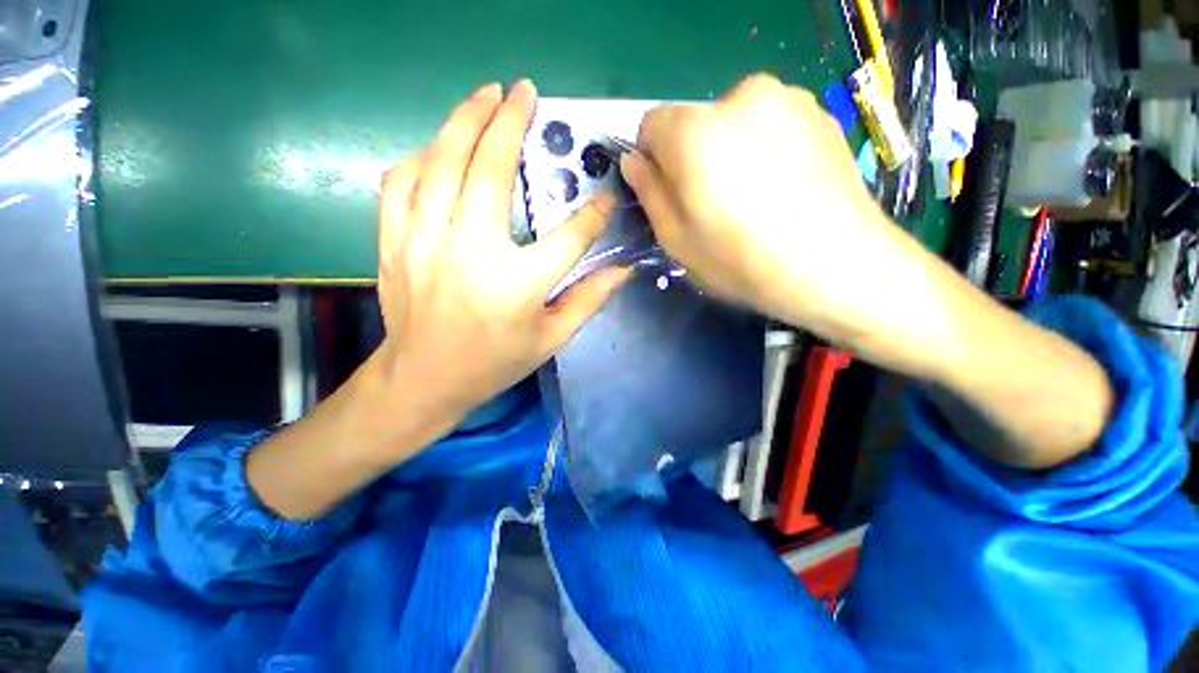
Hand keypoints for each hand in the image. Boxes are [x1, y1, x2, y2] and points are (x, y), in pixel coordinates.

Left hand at [374, 80, 629, 430]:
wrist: (424, 378)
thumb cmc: (494, 362)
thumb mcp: (551, 339)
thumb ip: (590, 300)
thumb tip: (624, 269)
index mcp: (517, 285)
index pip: (569, 237)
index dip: (594, 215)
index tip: (606, 199)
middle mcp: (471, 253)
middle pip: (491, 171)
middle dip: (511, 123)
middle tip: (525, 91)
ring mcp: (424, 241)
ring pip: (442, 162)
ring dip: (465, 120)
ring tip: (486, 95)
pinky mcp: (394, 241)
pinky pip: (402, 181)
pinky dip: (422, 155)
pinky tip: (439, 148)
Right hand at [621, 74, 921, 347]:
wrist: (840, 267)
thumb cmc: (743, 262)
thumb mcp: (677, 241)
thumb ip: (649, 194)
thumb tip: (633, 162)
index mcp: (695, 133)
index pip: (651, 125)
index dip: (653, 160)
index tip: (670, 194)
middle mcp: (739, 99)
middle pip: (694, 123)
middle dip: (692, 158)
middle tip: (714, 205)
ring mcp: (787, 100)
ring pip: (734, 122)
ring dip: (730, 152)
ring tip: (754, 200)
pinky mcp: (820, 113)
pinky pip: (771, 124)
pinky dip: (765, 149)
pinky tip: (784, 190)